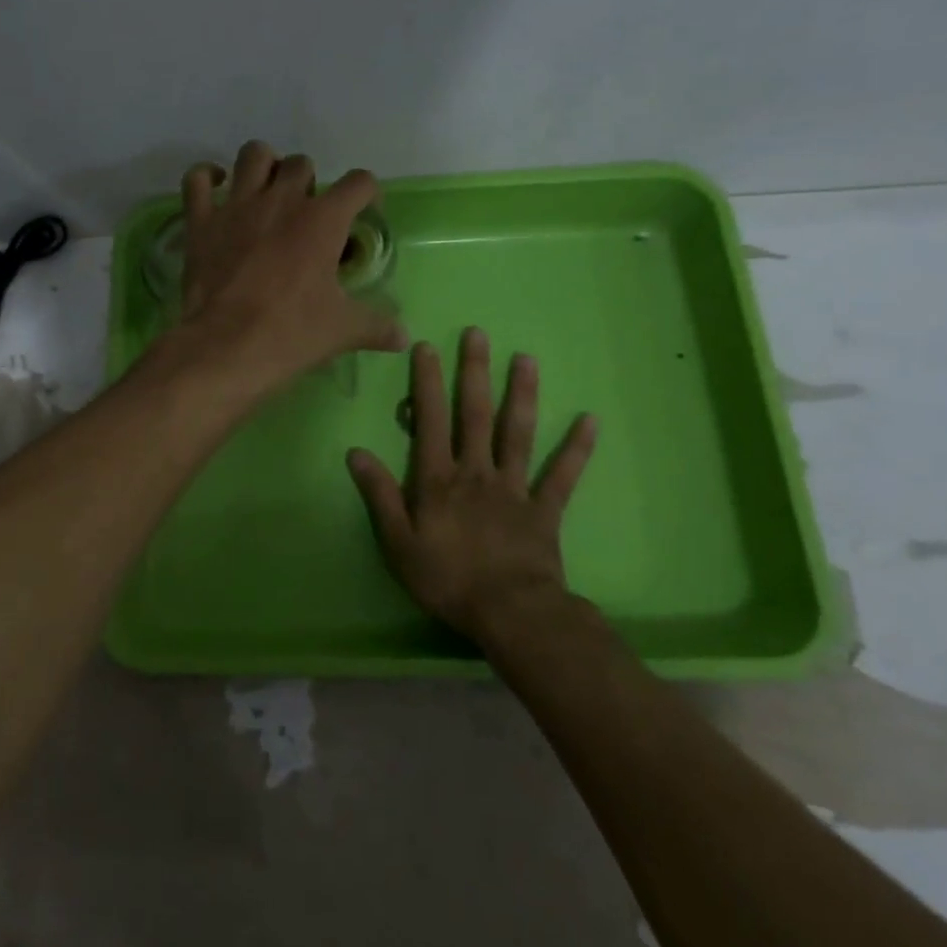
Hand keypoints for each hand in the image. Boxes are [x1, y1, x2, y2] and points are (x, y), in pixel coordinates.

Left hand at [169, 141, 406, 398]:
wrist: (226, 347)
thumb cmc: (291, 333)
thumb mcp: (342, 330)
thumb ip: (376, 326)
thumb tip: (404, 337)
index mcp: (322, 220)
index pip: (359, 183)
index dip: (365, 194)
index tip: (362, 213)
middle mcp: (281, 200)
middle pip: (301, 164)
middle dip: (309, 182)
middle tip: (306, 214)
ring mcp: (237, 206)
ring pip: (253, 155)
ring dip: (263, 165)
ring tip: (266, 190)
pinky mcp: (201, 221)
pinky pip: (197, 180)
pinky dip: (206, 177)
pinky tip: (216, 187)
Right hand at [347, 327, 598, 641]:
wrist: (509, 612)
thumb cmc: (446, 579)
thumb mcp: (398, 543)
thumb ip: (379, 495)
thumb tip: (355, 452)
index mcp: (438, 479)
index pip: (429, 421)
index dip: (426, 383)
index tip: (427, 346)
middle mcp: (476, 472)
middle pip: (475, 414)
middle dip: (474, 372)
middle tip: (478, 334)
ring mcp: (514, 488)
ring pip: (518, 433)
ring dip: (522, 394)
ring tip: (526, 358)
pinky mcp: (544, 509)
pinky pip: (562, 475)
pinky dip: (576, 448)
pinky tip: (591, 420)